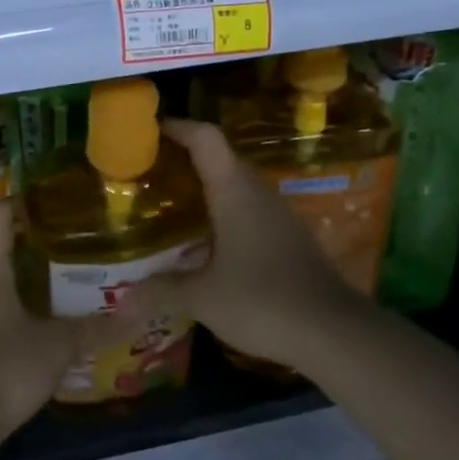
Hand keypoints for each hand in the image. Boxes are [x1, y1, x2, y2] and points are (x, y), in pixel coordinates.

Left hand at [0, 202, 145, 456]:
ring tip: (63, 281)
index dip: (20, 200)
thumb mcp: (58, 346)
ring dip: (24, 277)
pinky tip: (40, 321)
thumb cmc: (6, 367)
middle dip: (33, 242)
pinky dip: (14, 305)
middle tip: (71, 242)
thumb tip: (136, 313)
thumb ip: (95, 328)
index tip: (49, 198)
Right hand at [131, 119, 358, 372]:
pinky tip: (207, 242)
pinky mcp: (290, 238)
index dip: (178, 126)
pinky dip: (224, 213)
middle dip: (185, 158)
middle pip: (220, 158)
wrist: (336, 333)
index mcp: (234, 191)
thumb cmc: (263, 300)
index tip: (149, 129)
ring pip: (237, 185)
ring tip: (172, 205)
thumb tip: (122, 300)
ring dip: (206, 187)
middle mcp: (257, 193)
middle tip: (151, 173)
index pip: (206, 138)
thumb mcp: (203, 298)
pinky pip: (250, 210)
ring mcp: (278, 215)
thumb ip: (162, 291)